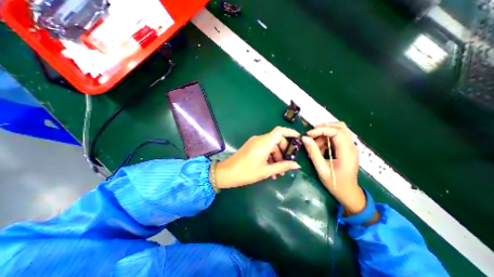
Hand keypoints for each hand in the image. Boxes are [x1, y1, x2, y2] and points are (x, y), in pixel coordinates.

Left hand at [217, 126, 300, 187]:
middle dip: (283, 152)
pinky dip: (269, 157)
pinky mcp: (251, 147)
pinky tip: (271, 170)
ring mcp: (255, 143)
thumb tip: (297, 165)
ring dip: (276, 157)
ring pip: (271, 146)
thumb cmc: (246, 172)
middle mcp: (259, 139)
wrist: (226, 173)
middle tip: (286, 165)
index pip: (280, 131)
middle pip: (277, 140)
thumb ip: (282, 166)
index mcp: (264, 143)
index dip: (290, 132)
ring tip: (278, 172)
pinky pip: (264, 149)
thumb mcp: (266, 171)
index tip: (298, 139)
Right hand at [301, 122, 366, 215]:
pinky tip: (320, 149)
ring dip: (324, 134)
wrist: (348, 193)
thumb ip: (313, 152)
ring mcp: (350, 147)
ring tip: (315, 146)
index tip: (309, 134)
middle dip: (323, 129)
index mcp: (347, 152)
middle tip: (311, 136)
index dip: (321, 130)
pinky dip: (326, 139)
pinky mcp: (347, 149)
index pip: (337, 132)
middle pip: (339, 127)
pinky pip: (336, 137)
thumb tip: (305, 138)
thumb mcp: (321, 169)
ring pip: (338, 130)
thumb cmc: (335, 183)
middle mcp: (351, 146)